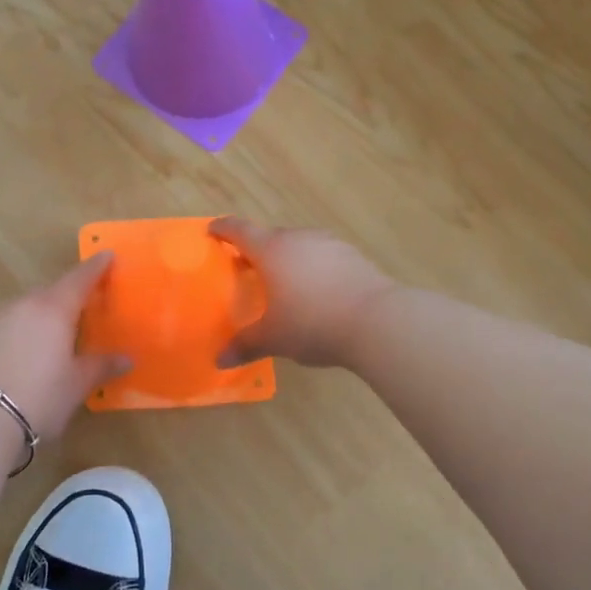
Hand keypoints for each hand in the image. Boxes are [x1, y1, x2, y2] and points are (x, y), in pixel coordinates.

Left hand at [0, 254, 129, 443]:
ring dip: (43, 316)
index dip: (96, 267)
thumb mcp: (77, 385)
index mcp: (54, 308)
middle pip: (52, 292)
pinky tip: (25, 355)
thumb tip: (126, 358)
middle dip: (69, 295)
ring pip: (27, 308)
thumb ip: (101, 366)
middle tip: (85, 307)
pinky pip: (8, 325)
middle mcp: (24, 305)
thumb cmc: (39, 397)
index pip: (80, 278)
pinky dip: (22, 332)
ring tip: (55, 337)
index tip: (107, 255)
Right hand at [210, 217, 395, 369]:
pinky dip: (313, 268)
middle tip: (246, 267)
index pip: (240, 230)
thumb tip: (219, 360)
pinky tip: (318, 292)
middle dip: (256, 250)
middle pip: (271, 237)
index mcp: (272, 250)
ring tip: (283, 282)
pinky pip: (323, 257)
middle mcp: (299, 239)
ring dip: (287, 258)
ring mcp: (329, 244)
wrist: (377, 321)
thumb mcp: (274, 338)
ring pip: (300, 245)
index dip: (224, 229)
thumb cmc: (313, 323)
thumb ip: (245, 344)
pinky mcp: (354, 256)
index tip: (213, 230)